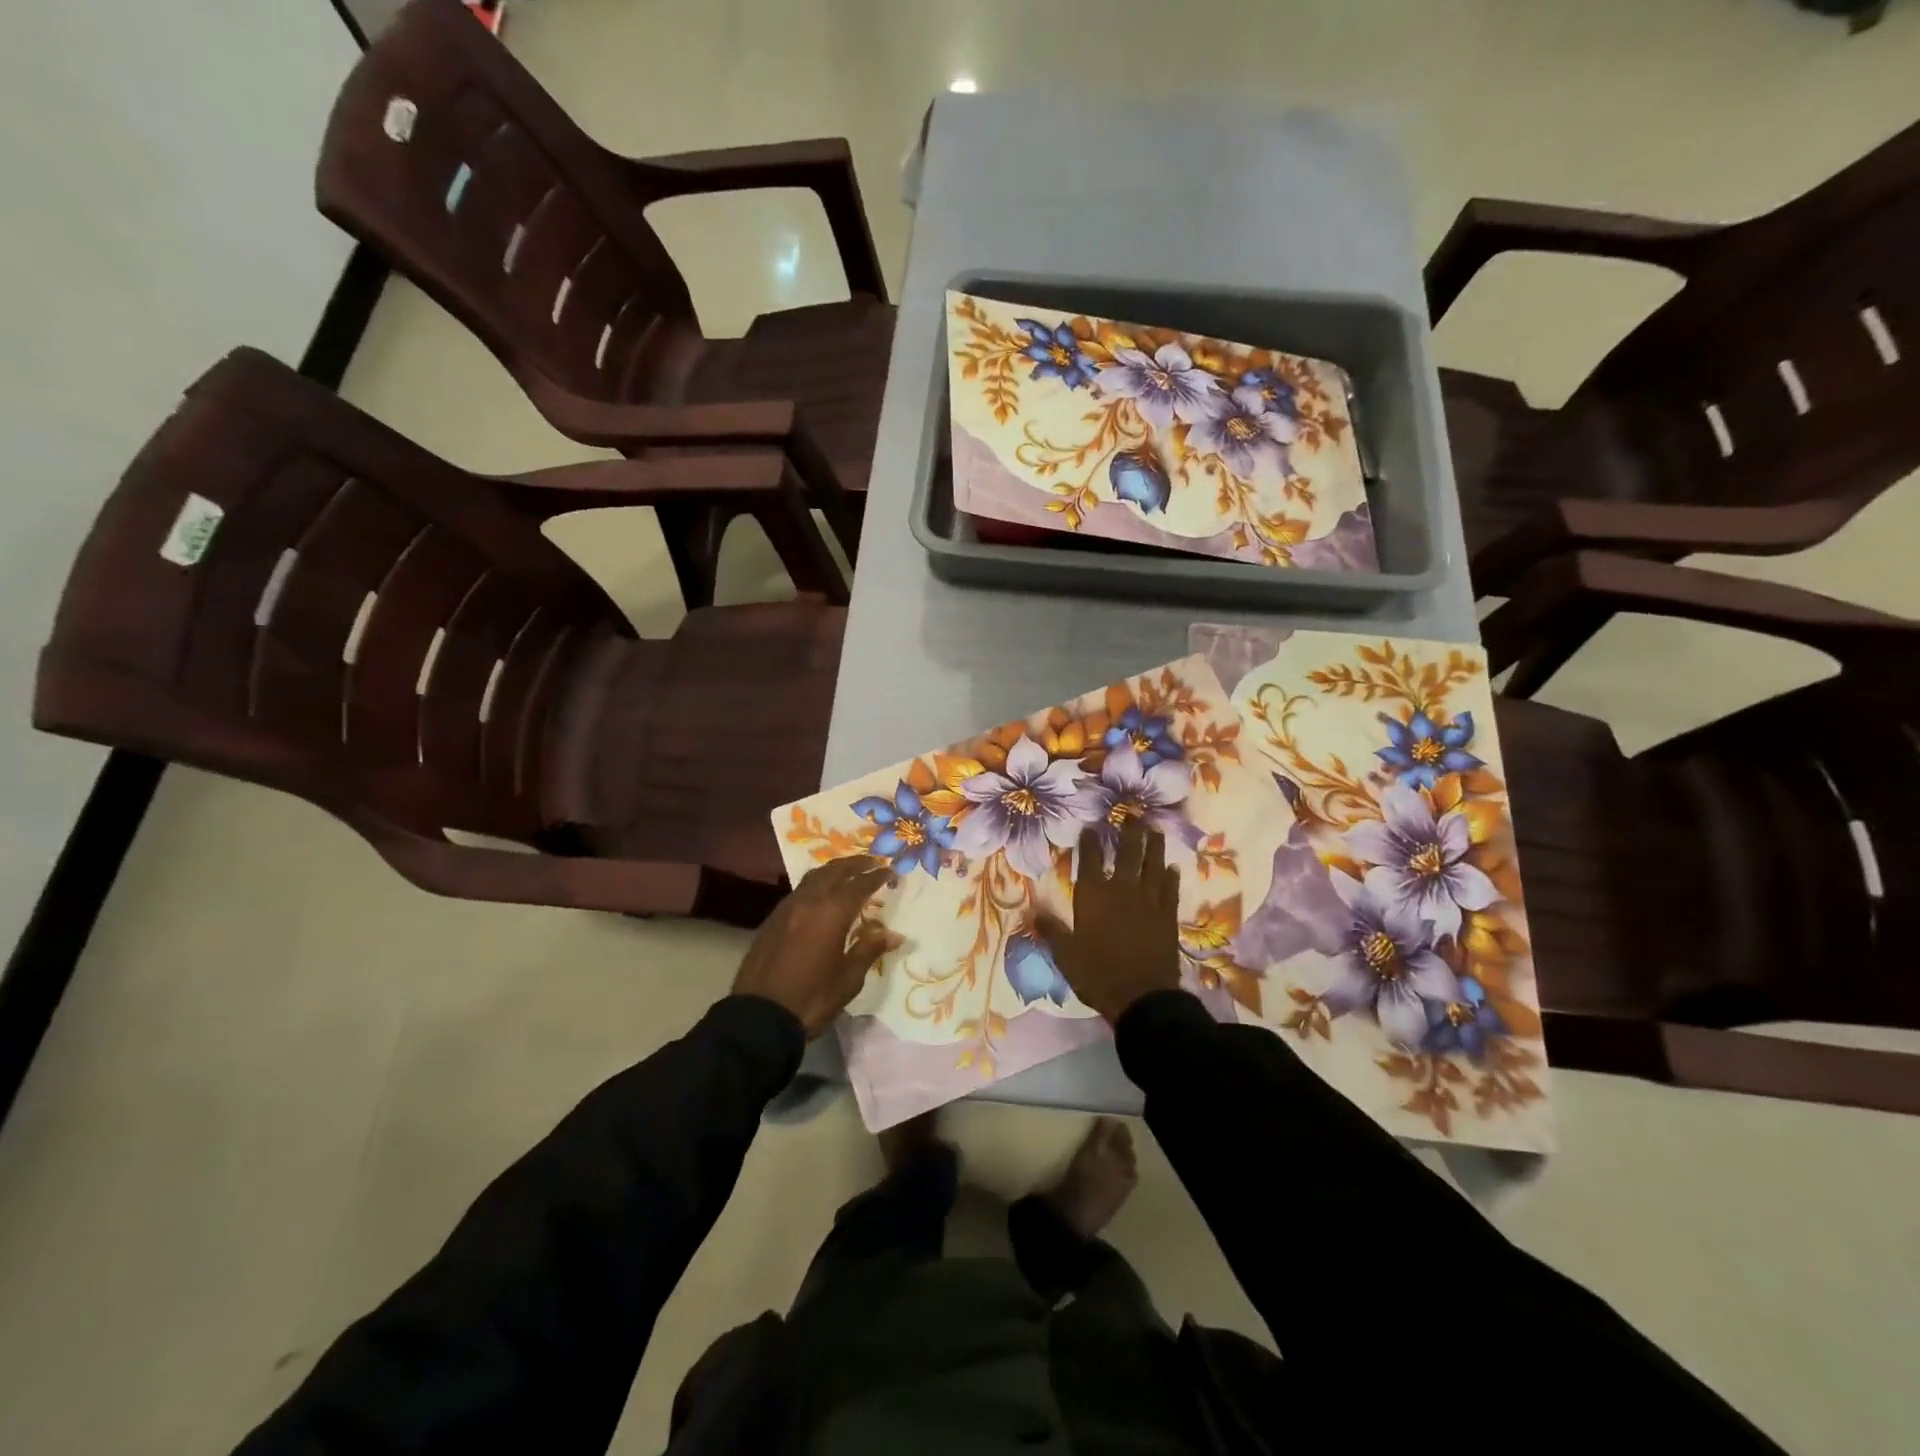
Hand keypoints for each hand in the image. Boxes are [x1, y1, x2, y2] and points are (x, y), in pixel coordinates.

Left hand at [732, 856, 894, 1036]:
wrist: (758, 1016)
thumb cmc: (812, 998)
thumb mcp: (848, 978)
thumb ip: (869, 949)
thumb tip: (894, 934)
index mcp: (831, 912)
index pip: (859, 885)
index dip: (876, 876)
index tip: (889, 870)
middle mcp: (809, 901)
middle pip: (834, 871)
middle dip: (854, 863)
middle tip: (872, 861)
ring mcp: (787, 908)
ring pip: (813, 877)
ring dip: (833, 870)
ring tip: (847, 873)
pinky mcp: (772, 920)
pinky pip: (799, 891)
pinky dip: (816, 885)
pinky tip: (822, 897)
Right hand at [1037, 823, 1181, 1024]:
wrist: (1142, 996)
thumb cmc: (1097, 974)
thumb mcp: (1066, 955)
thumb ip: (1051, 930)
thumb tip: (1033, 912)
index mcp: (1093, 895)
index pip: (1090, 859)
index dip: (1090, 841)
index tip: (1090, 827)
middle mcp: (1122, 889)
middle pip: (1128, 852)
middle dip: (1129, 831)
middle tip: (1133, 814)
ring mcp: (1149, 900)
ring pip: (1153, 864)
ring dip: (1154, 846)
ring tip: (1155, 830)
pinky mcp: (1168, 914)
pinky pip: (1170, 888)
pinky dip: (1170, 876)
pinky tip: (1172, 867)